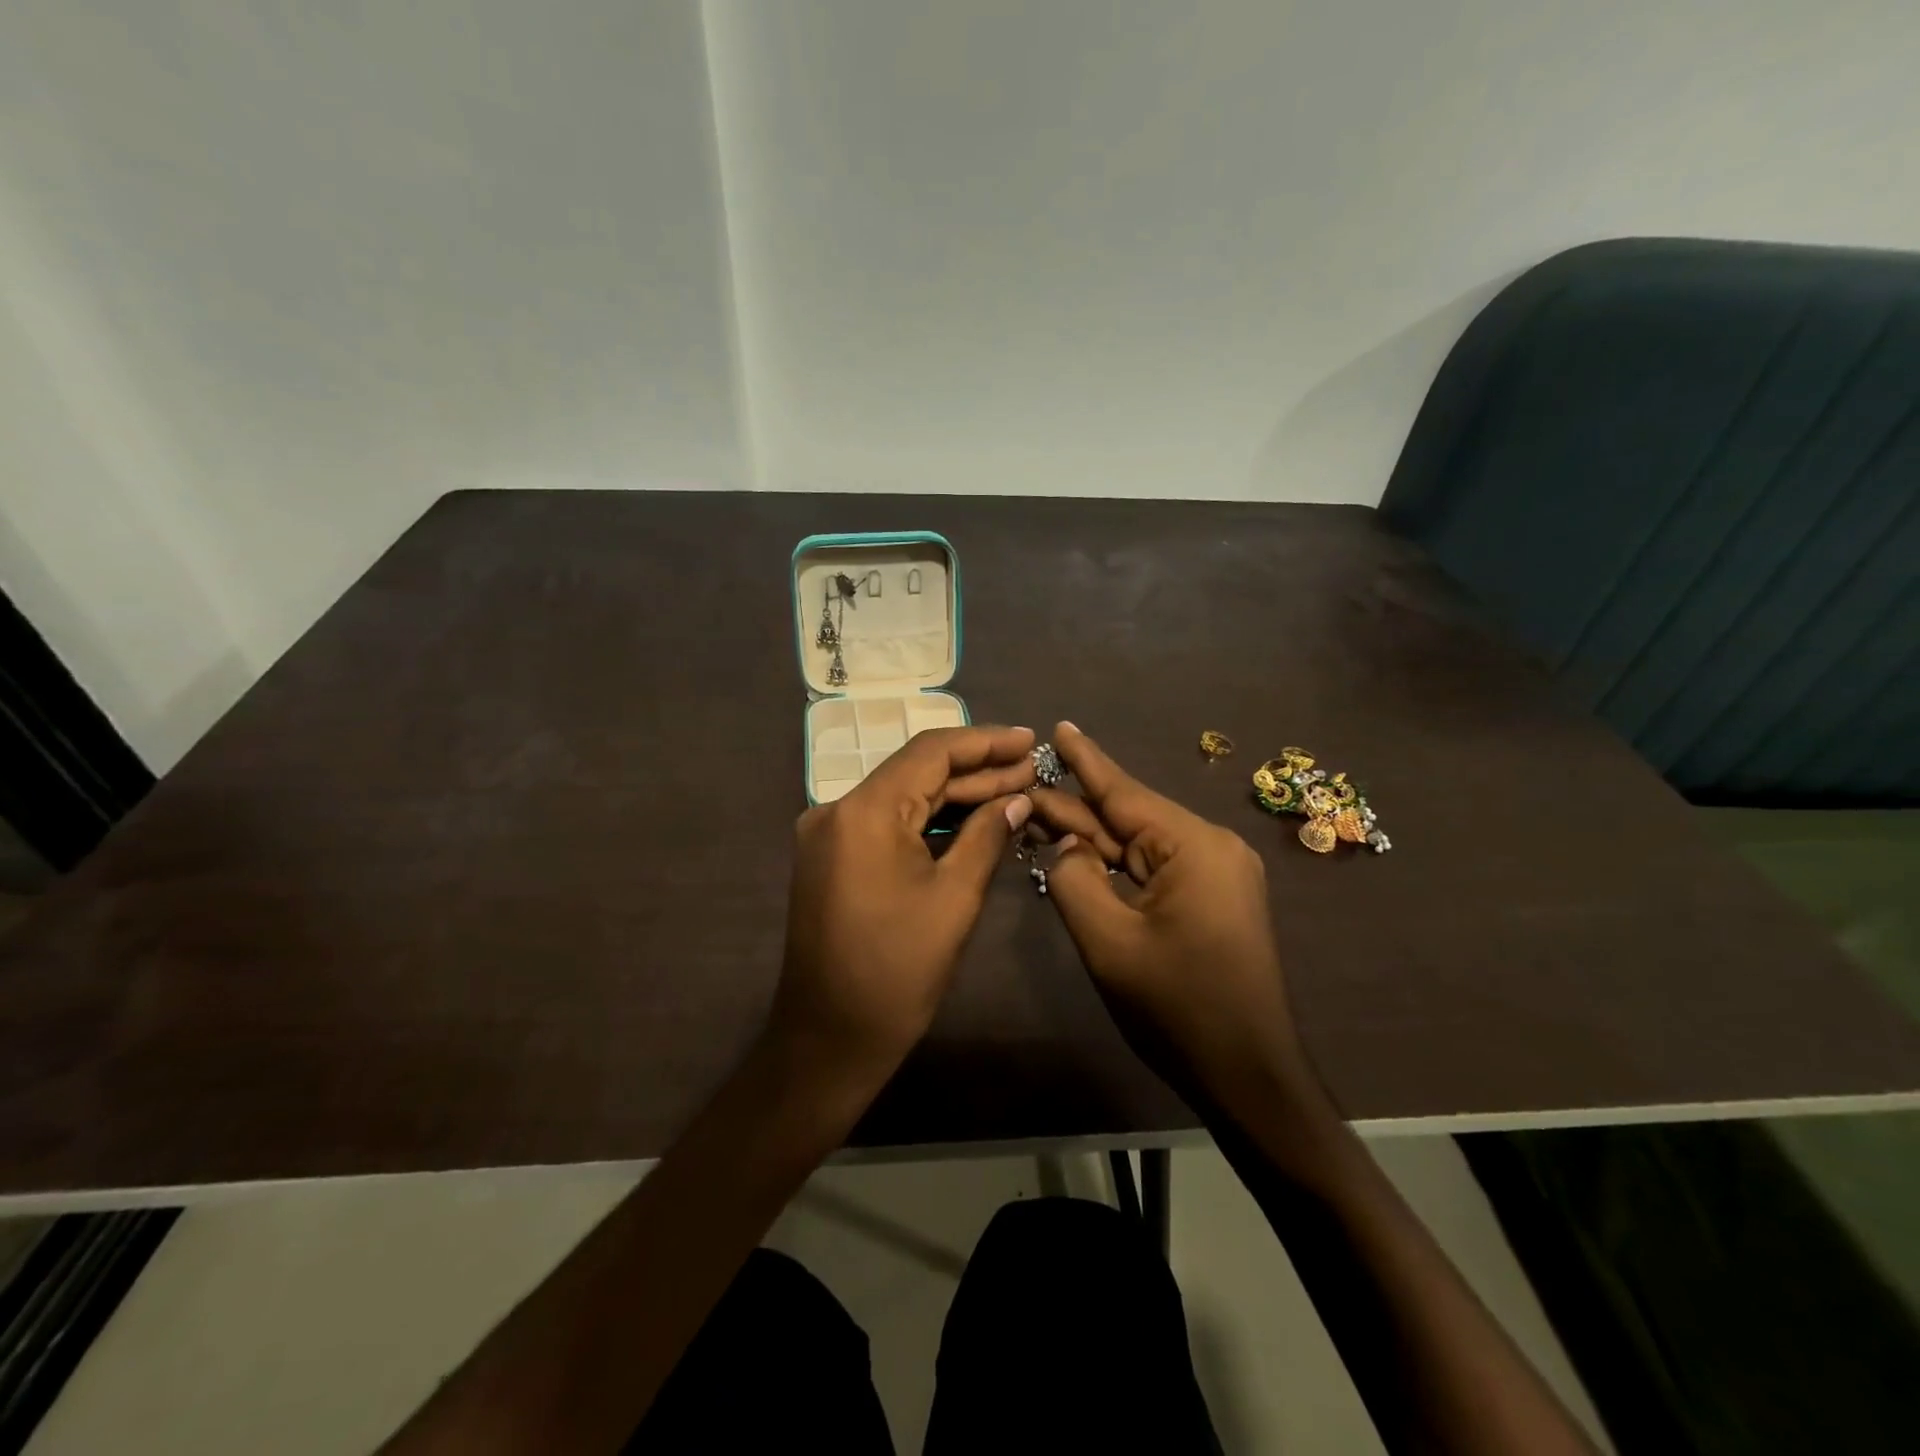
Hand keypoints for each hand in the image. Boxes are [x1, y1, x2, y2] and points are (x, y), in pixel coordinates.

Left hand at [769, 724, 1036, 1099]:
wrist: (828, 1041)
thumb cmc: (897, 973)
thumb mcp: (954, 899)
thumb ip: (987, 836)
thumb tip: (1019, 798)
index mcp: (864, 812)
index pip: (931, 752)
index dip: (985, 741)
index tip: (1030, 740)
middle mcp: (838, 810)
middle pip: (917, 772)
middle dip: (977, 770)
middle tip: (1033, 769)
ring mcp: (830, 834)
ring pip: (904, 798)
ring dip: (956, 795)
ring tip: (1016, 789)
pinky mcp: (833, 858)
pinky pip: (889, 824)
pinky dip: (930, 821)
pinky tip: (974, 819)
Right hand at [1028, 722, 1303, 1100]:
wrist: (1248, 1078)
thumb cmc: (1177, 1009)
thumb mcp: (1108, 942)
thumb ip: (1073, 879)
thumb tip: (1067, 845)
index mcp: (1194, 846)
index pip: (1124, 792)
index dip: (1084, 760)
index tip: (1058, 726)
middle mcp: (1212, 847)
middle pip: (1129, 819)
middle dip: (1076, 811)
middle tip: (1022, 793)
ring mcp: (1218, 873)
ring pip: (1139, 846)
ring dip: (1093, 841)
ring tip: (1040, 822)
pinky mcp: (1214, 898)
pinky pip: (1155, 869)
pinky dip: (1117, 867)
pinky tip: (1082, 859)